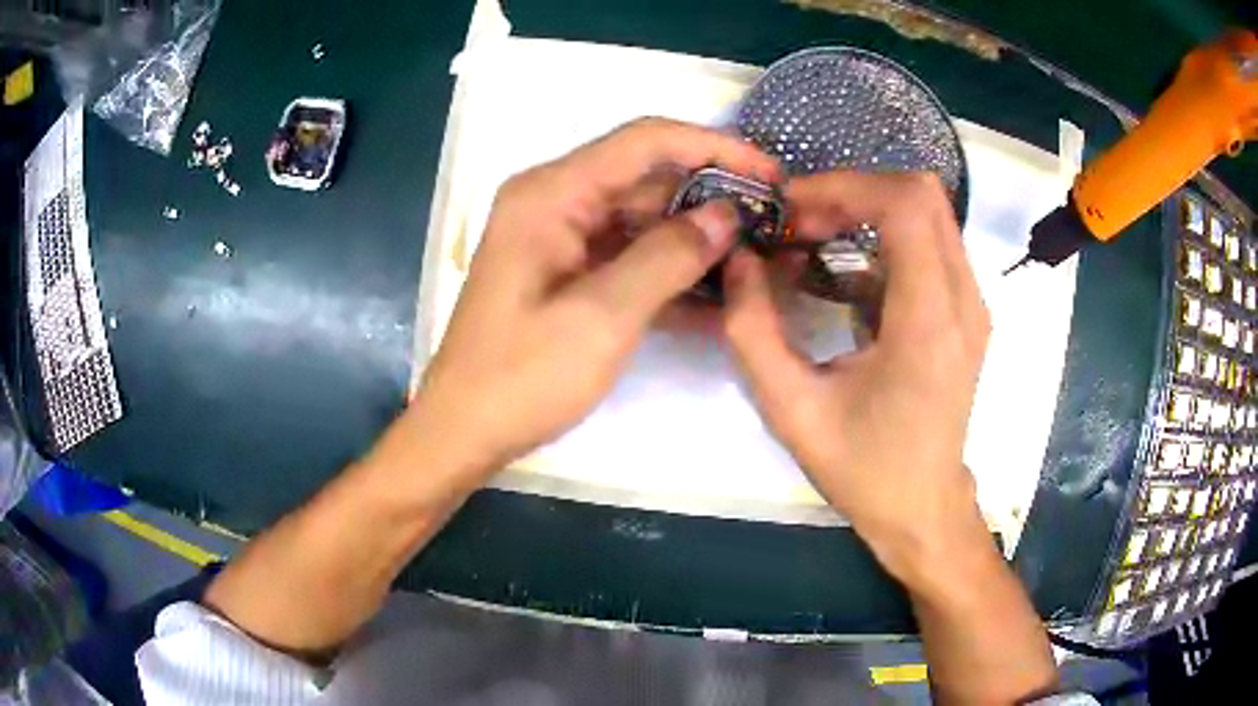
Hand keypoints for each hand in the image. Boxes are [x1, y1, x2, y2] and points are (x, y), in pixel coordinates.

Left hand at [413, 118, 779, 479]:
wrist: (465, 430)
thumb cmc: (520, 377)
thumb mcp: (601, 317)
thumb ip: (668, 257)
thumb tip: (727, 216)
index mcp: (551, 194)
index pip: (645, 142)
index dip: (714, 147)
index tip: (770, 172)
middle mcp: (555, 201)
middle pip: (647, 177)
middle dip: (711, 196)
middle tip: (772, 223)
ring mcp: (562, 237)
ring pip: (645, 218)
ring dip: (697, 238)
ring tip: (757, 259)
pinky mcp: (570, 271)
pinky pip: (631, 256)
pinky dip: (671, 272)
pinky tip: (719, 298)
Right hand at [721, 171, 991, 575]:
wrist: (923, 508)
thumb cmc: (864, 469)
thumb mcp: (791, 409)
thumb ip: (753, 330)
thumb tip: (737, 260)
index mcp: (929, 323)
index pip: (906, 205)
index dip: (844, 187)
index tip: (792, 212)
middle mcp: (963, 301)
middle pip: (922, 194)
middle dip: (852, 191)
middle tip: (800, 223)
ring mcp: (971, 304)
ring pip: (927, 213)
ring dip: (866, 210)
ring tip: (813, 240)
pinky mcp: (965, 312)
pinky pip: (929, 243)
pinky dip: (881, 237)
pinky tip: (842, 273)